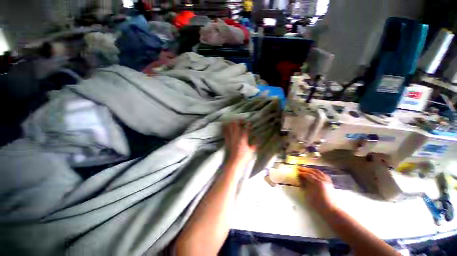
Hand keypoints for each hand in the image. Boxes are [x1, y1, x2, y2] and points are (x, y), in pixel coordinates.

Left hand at [223, 120, 256, 164]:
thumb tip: (257, 141)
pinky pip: (225, 133)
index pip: (245, 130)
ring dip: (232, 124)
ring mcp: (231, 138)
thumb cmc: (244, 156)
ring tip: (233, 121)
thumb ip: (254, 145)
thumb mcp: (251, 151)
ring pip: (230, 128)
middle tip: (240, 120)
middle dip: (238, 122)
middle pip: (236, 127)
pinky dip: (225, 129)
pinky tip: (226, 126)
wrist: (235, 161)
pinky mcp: (227, 141)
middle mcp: (236, 137)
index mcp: (243, 139)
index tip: (249, 122)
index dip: (247, 125)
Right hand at [298, 167, 336, 213]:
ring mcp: (327, 181)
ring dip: (311, 170)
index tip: (296, 171)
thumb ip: (305, 185)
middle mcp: (323, 179)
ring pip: (319, 172)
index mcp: (317, 182)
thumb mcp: (308, 194)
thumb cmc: (318, 203)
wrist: (331, 210)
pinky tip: (316, 173)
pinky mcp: (330, 183)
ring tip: (306, 169)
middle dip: (305, 169)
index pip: (308, 175)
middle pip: (313, 172)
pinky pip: (323, 174)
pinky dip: (318, 172)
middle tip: (299, 168)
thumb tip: (301, 180)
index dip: (301, 173)